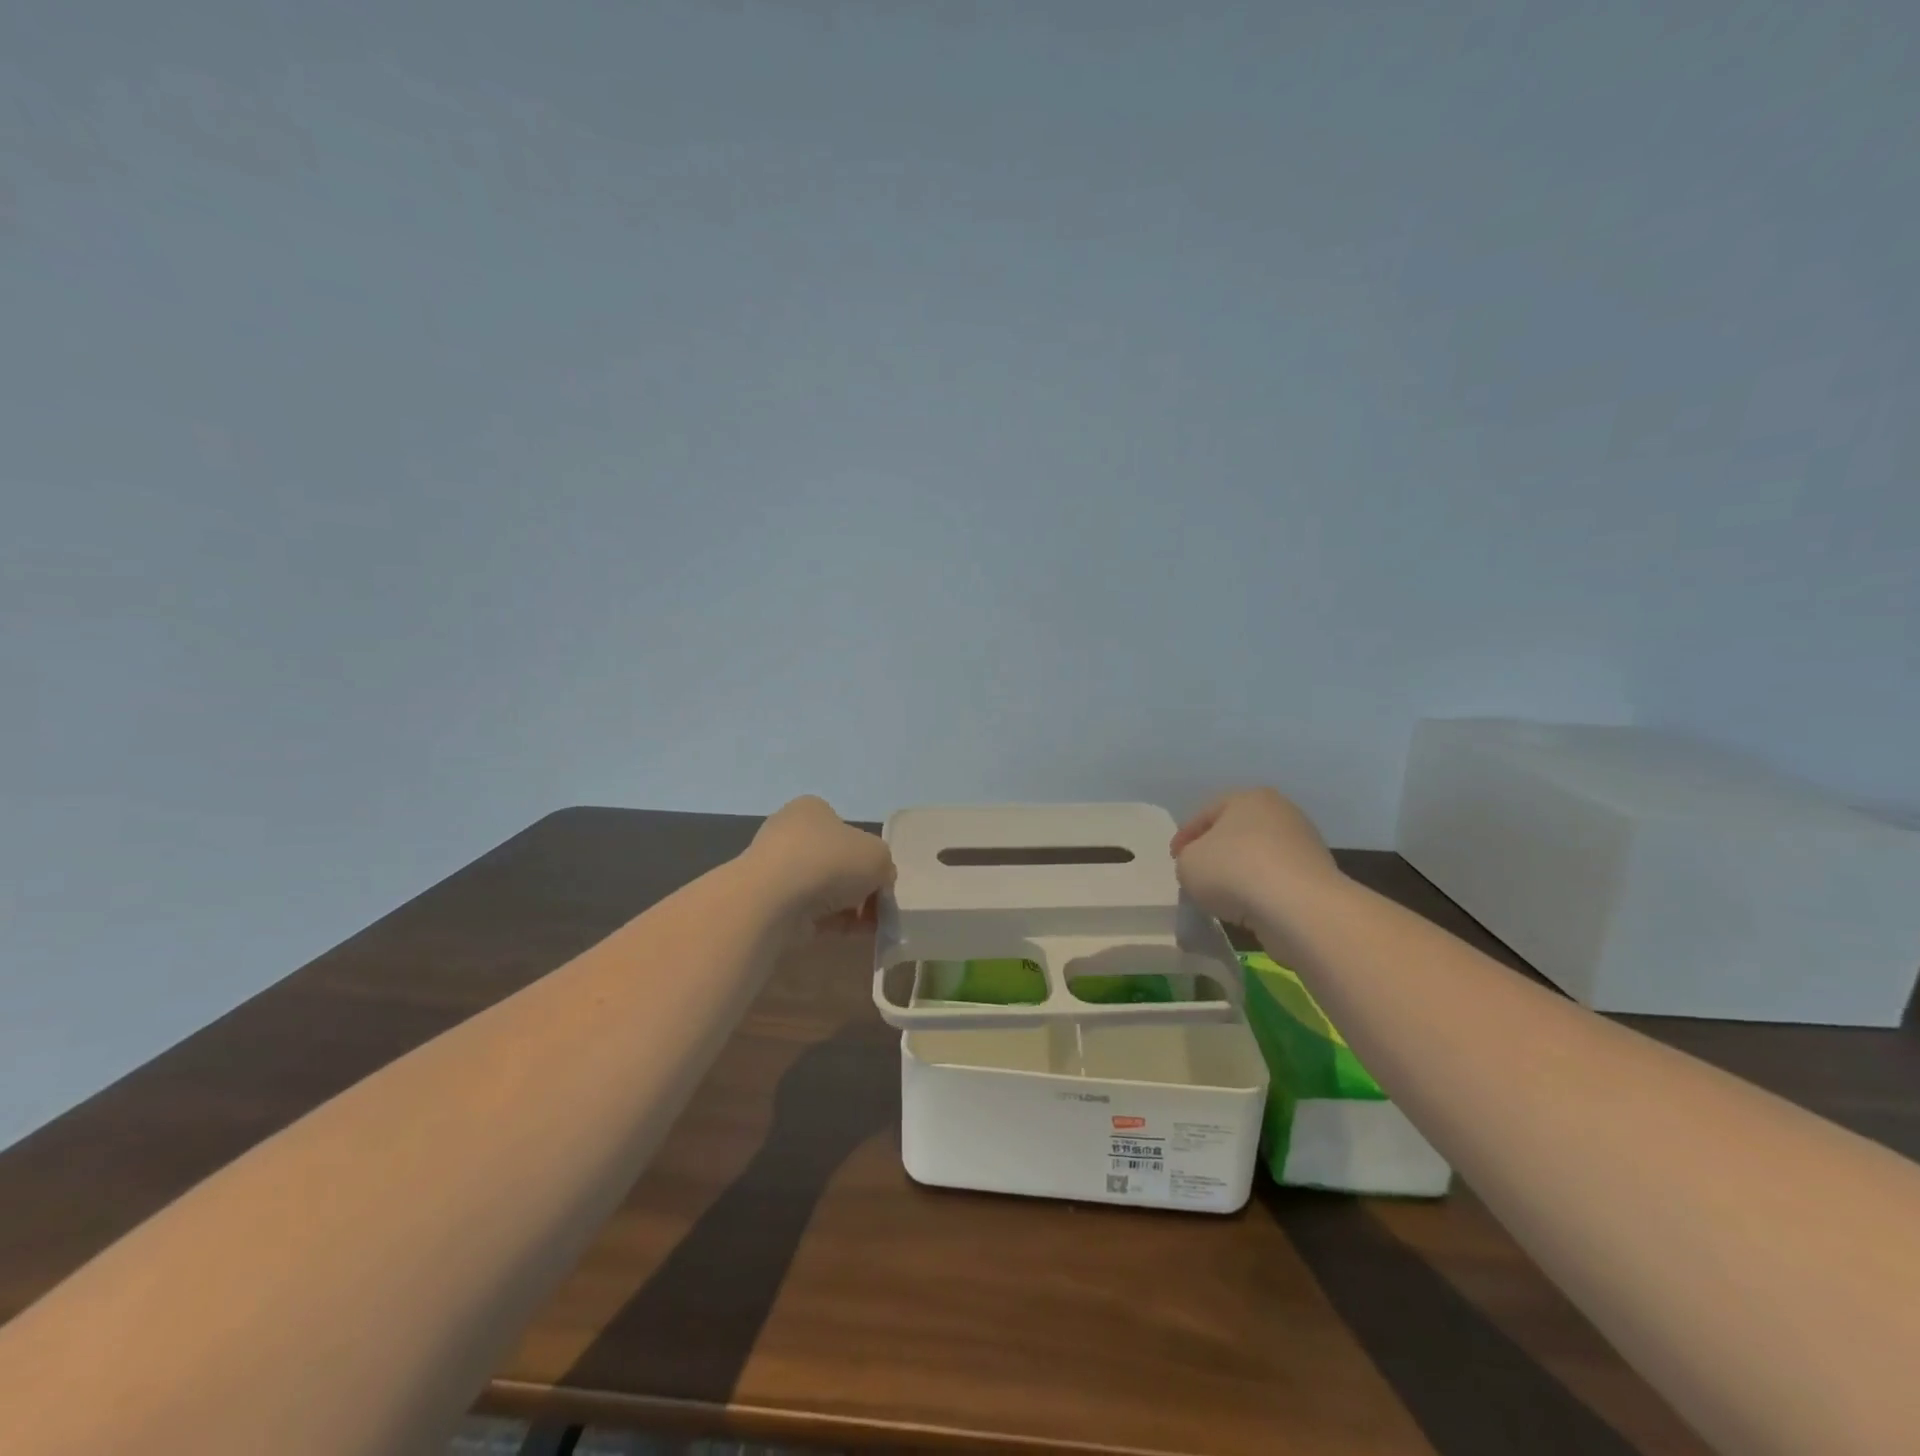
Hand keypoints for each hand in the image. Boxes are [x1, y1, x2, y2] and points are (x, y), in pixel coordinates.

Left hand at [745, 796, 894, 936]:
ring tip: (868, 925)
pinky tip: (851, 934)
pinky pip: (809, 912)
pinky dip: (831, 923)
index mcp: (812, 810)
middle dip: (858, 885)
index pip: (846, 829)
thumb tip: (879, 882)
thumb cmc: (830, 861)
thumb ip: (884, 866)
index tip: (881, 879)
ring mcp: (775, 870)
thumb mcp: (878, 855)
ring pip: (822, 889)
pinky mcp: (768, 903)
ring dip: (847, 907)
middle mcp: (789, 834)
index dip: (868, 855)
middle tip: (877, 905)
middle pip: (835, 861)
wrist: (774, 900)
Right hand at [1170, 788, 1339, 926]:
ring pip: (1258, 857)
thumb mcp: (1188, 863)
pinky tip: (1247, 909)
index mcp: (1248, 798)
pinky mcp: (1317, 877)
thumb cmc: (1234, 871)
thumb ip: (1187, 860)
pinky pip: (1276, 881)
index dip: (1185, 836)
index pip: (1206, 813)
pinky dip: (1260, 892)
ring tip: (1221, 897)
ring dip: (1239, 874)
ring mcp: (1303, 844)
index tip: (1174, 859)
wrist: (1298, 907)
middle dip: (1215, 852)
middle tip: (1196, 874)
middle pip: (1235, 833)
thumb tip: (1201, 867)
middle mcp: (1280, 813)